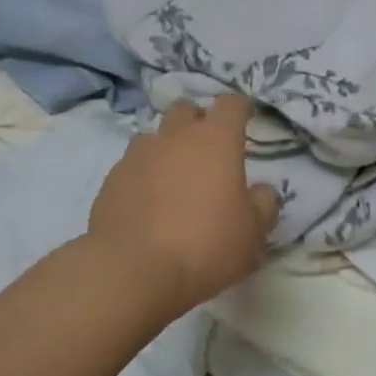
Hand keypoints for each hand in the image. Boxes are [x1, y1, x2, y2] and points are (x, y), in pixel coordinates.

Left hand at [88, 95, 279, 315]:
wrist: (131, 271)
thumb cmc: (204, 246)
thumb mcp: (252, 234)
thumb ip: (263, 205)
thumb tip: (262, 191)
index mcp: (217, 139)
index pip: (231, 104)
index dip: (240, 107)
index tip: (246, 115)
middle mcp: (177, 136)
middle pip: (187, 110)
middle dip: (198, 120)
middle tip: (207, 147)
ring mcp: (139, 154)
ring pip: (156, 134)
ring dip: (167, 145)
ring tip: (173, 174)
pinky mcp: (112, 178)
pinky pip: (132, 163)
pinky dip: (143, 173)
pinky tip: (146, 200)